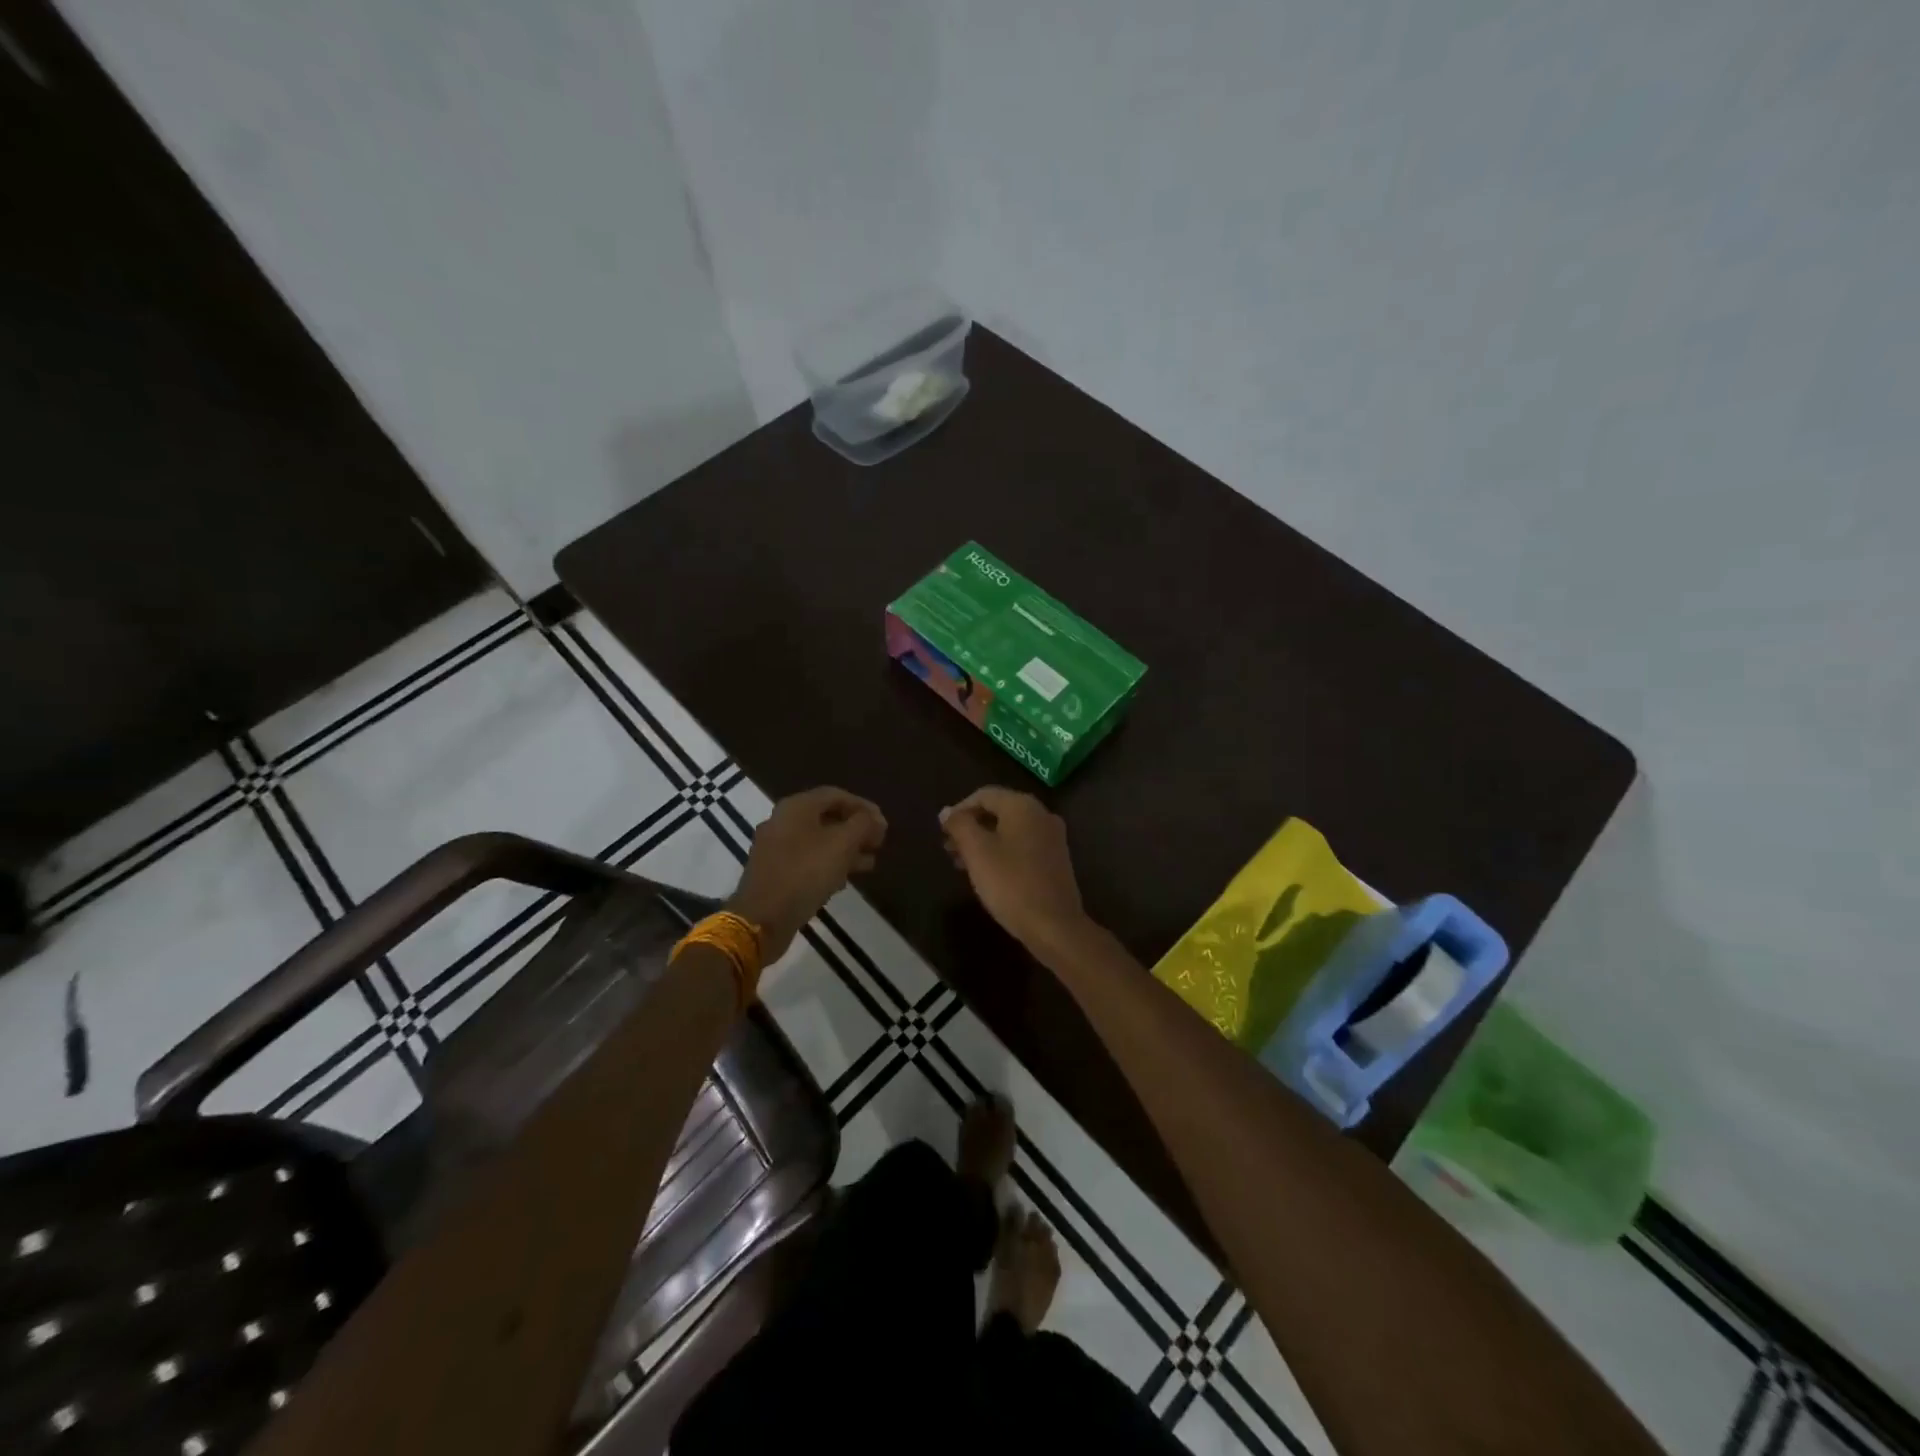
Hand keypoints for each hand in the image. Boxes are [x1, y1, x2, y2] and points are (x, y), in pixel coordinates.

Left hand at [728, 787, 886, 962]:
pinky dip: (828, 865)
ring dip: (845, 849)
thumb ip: (863, 825)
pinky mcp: (774, 873)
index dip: (863, 807)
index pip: (836, 795)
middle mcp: (782, 821)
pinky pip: (806, 861)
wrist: (762, 919)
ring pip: (818, 841)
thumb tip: (875, 818)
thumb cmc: (805, 873)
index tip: (884, 825)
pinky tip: (844, 881)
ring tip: (869, 864)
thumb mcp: (842, 844)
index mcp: (796, 807)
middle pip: (826, 817)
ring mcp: (775, 848)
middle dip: (856, 829)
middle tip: (878, 844)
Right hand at [939, 787, 1086, 949]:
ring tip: (962, 863)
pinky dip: (1001, 852)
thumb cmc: (1010, 883)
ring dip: (983, 841)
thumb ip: (960, 825)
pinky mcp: (1056, 859)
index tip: (943, 833)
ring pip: (1009, 830)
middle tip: (949, 848)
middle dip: (971, 827)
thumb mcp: (977, 852)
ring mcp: (1052, 837)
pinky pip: (1022, 845)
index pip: (984, 795)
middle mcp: (1042, 814)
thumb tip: (947, 812)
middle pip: (998, 811)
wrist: (1054, 925)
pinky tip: (987, 873)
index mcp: (1023, 806)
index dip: (959, 810)